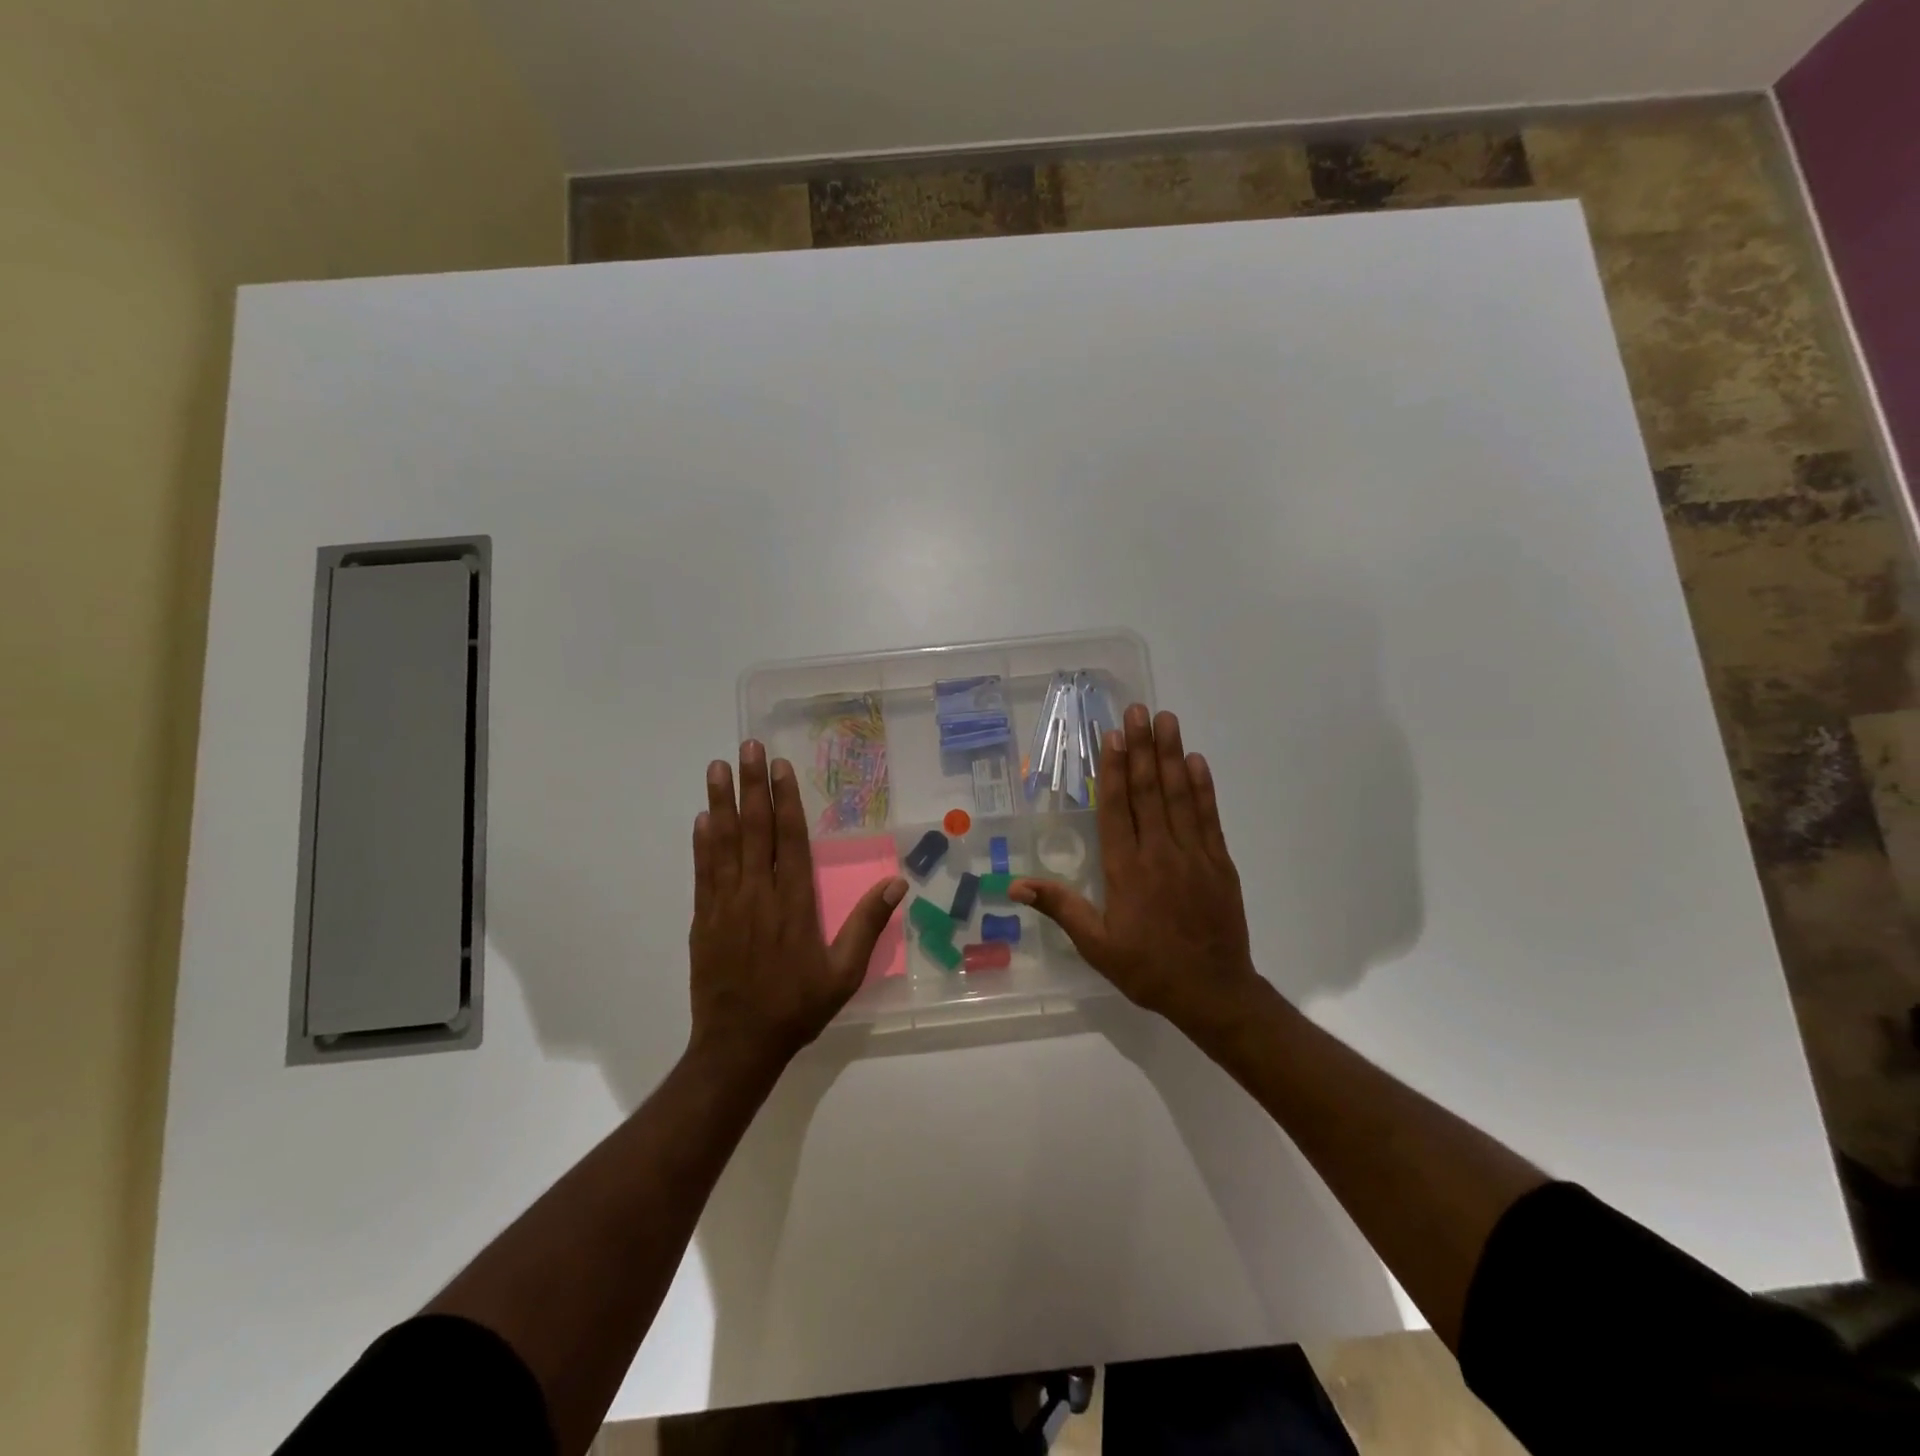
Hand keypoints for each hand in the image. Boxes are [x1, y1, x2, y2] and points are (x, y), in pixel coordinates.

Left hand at [690, 741, 906, 1068]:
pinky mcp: (704, 918)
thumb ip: (867, 925)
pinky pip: (703, 871)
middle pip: (755, 829)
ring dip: (721, 802)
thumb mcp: (844, 973)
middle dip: (752, 786)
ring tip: (717, 766)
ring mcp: (727, 904)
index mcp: (794, 902)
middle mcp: (759, 893)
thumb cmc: (797, 1007)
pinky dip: (702, 842)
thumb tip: (897, 883)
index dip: (785, 799)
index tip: (781, 766)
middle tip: (748, 748)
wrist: (739, 1044)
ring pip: (724, 842)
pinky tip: (703, 817)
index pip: (790, 839)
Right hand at [1012, 706, 1263, 1032]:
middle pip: (1148, 791)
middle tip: (1139, 710)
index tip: (1112, 735)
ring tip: (1167, 720)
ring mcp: (1193, 854)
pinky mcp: (1219, 862)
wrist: (1213, 992)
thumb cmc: (1148, 968)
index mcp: (1126, 870)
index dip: (1113, 769)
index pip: (1116, 808)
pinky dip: (1203, 787)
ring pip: (1180, 795)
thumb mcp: (1096, 945)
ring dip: (1172, 755)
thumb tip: (1014, 884)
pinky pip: (1209, 816)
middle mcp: (1159, 852)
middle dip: (1142, 747)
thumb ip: (1060, 907)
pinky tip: (1197, 761)